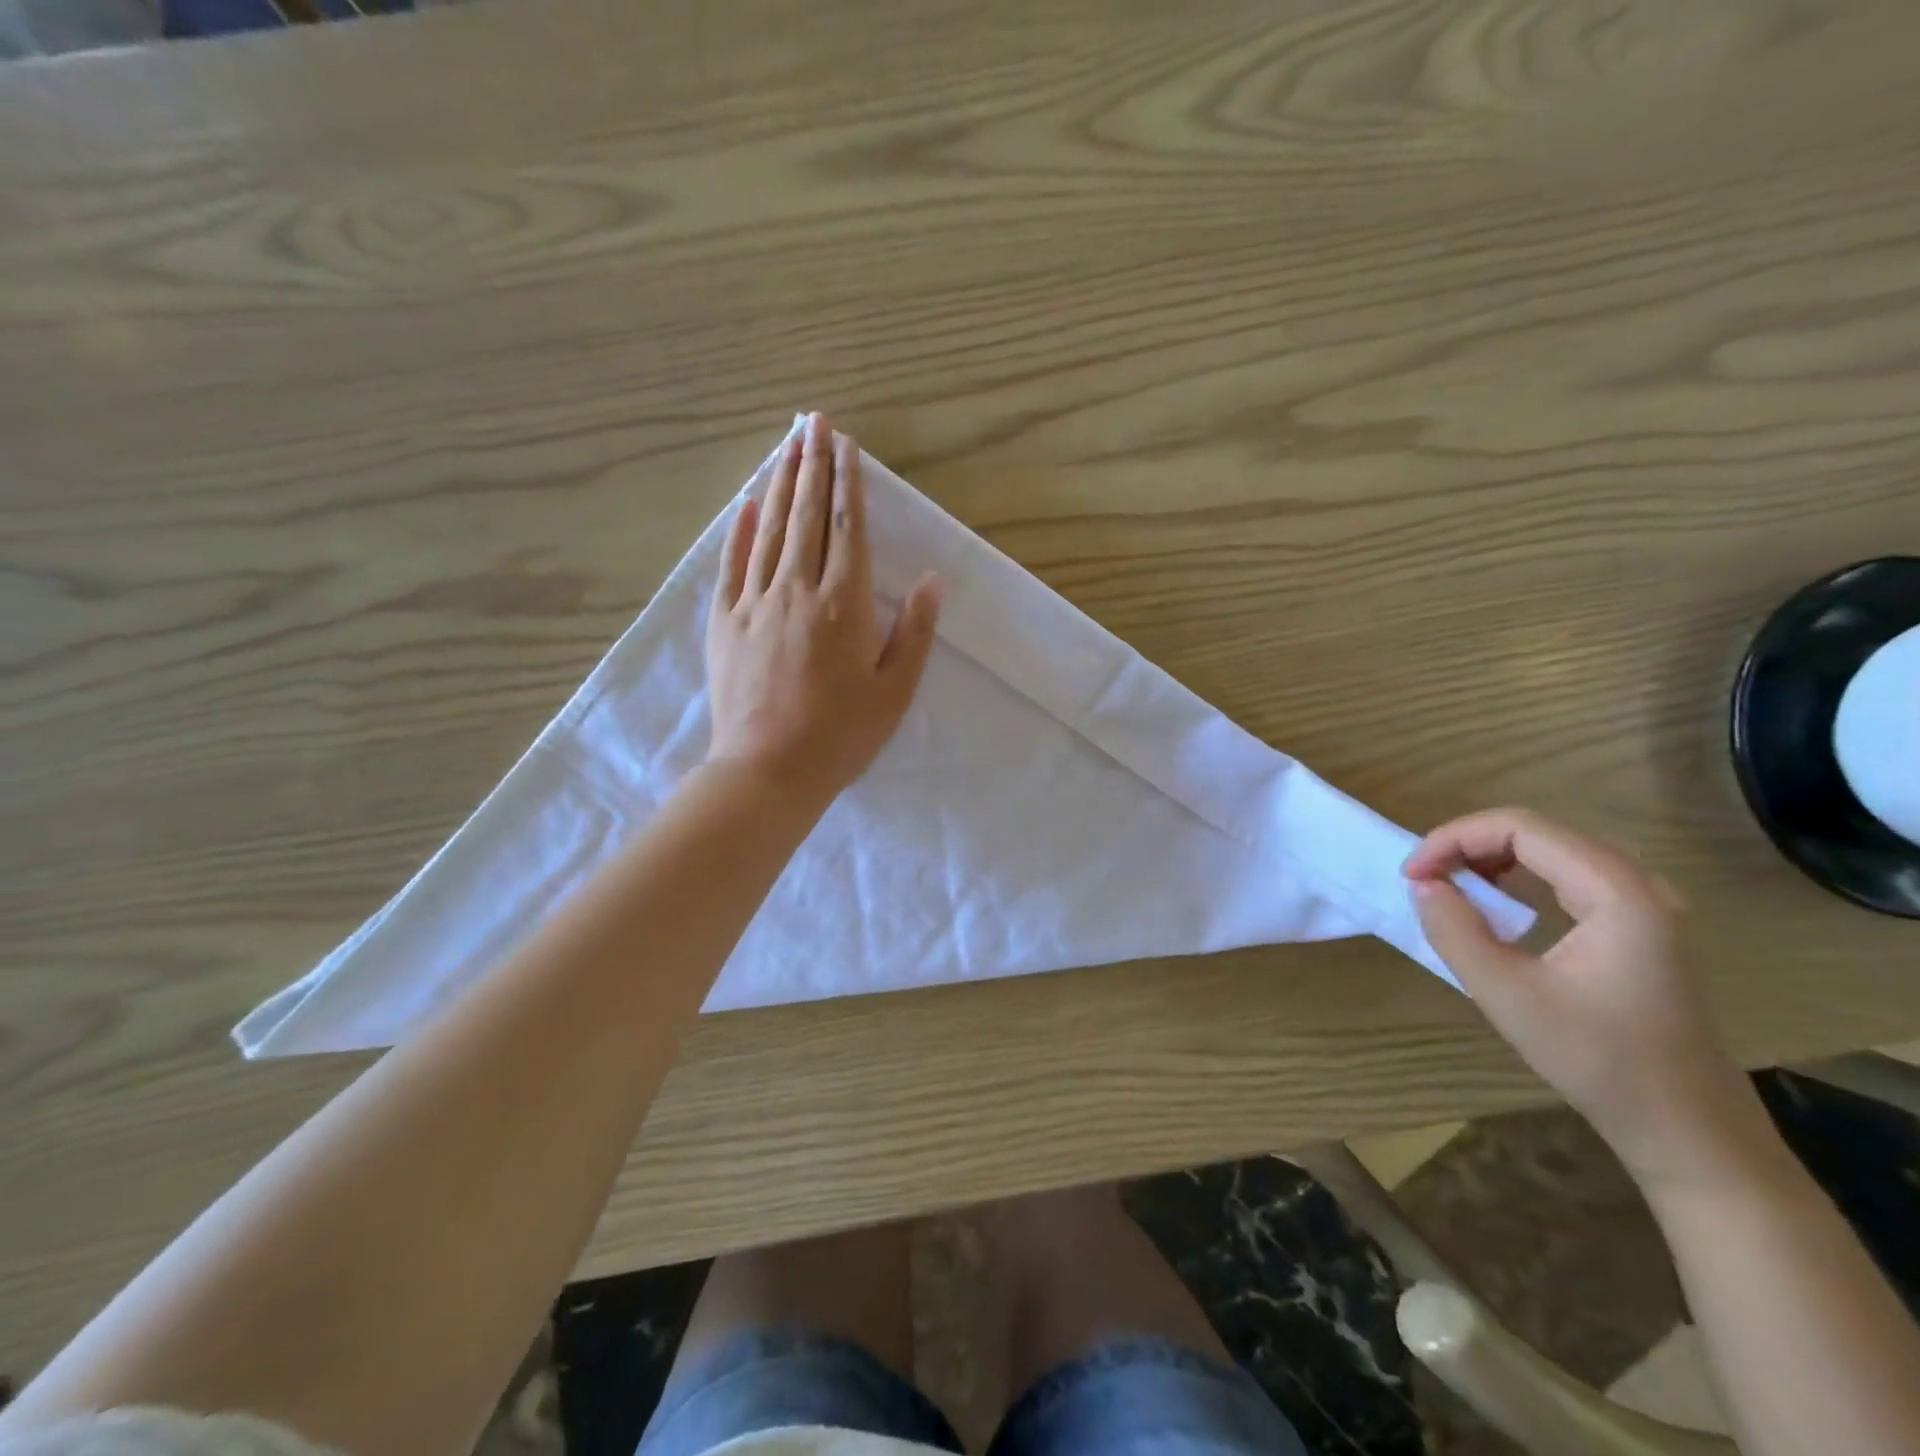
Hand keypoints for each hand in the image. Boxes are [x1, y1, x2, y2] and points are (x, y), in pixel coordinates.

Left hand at [706, 412, 941, 807]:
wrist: (768, 770)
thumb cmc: (842, 735)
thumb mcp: (895, 690)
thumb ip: (915, 631)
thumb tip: (931, 579)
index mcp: (843, 605)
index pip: (847, 528)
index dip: (848, 483)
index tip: (846, 446)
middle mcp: (797, 589)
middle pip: (806, 515)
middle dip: (811, 465)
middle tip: (814, 423)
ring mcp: (754, 602)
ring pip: (769, 529)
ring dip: (780, 484)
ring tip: (788, 446)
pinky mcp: (724, 621)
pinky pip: (732, 564)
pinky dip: (739, 529)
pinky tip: (746, 502)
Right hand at [1405, 808, 1758, 1183]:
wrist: (1690, 1131)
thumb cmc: (1601, 1062)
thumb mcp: (1508, 996)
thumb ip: (1456, 931)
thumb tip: (1421, 884)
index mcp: (1618, 893)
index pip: (1520, 828)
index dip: (1454, 839)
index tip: (1412, 874)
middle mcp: (1639, 884)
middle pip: (1536, 831)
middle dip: (1468, 844)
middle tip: (1424, 878)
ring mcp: (1645, 904)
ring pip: (1552, 849)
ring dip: (1491, 857)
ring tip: (1449, 887)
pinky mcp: (1640, 925)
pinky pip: (1568, 874)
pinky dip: (1519, 876)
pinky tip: (1496, 905)